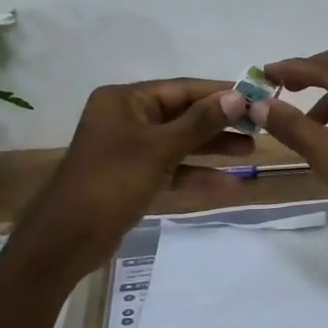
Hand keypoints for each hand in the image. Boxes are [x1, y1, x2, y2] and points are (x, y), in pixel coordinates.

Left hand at [14, 79, 249, 275]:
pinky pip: (171, 168)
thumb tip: (238, 96)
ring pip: (179, 142)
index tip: (255, 96)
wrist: (68, 238)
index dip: (219, 93)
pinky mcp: (134, 177)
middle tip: (258, 127)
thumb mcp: (159, 148)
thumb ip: (200, 122)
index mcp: (125, 100)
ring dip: (212, 148)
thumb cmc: (112, 181)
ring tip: (251, 151)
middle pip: (182, 114)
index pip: (181, 88)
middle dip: (219, 123)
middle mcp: (126, 118)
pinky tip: (228, 184)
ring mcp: (130, 149)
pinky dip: (196, 174)